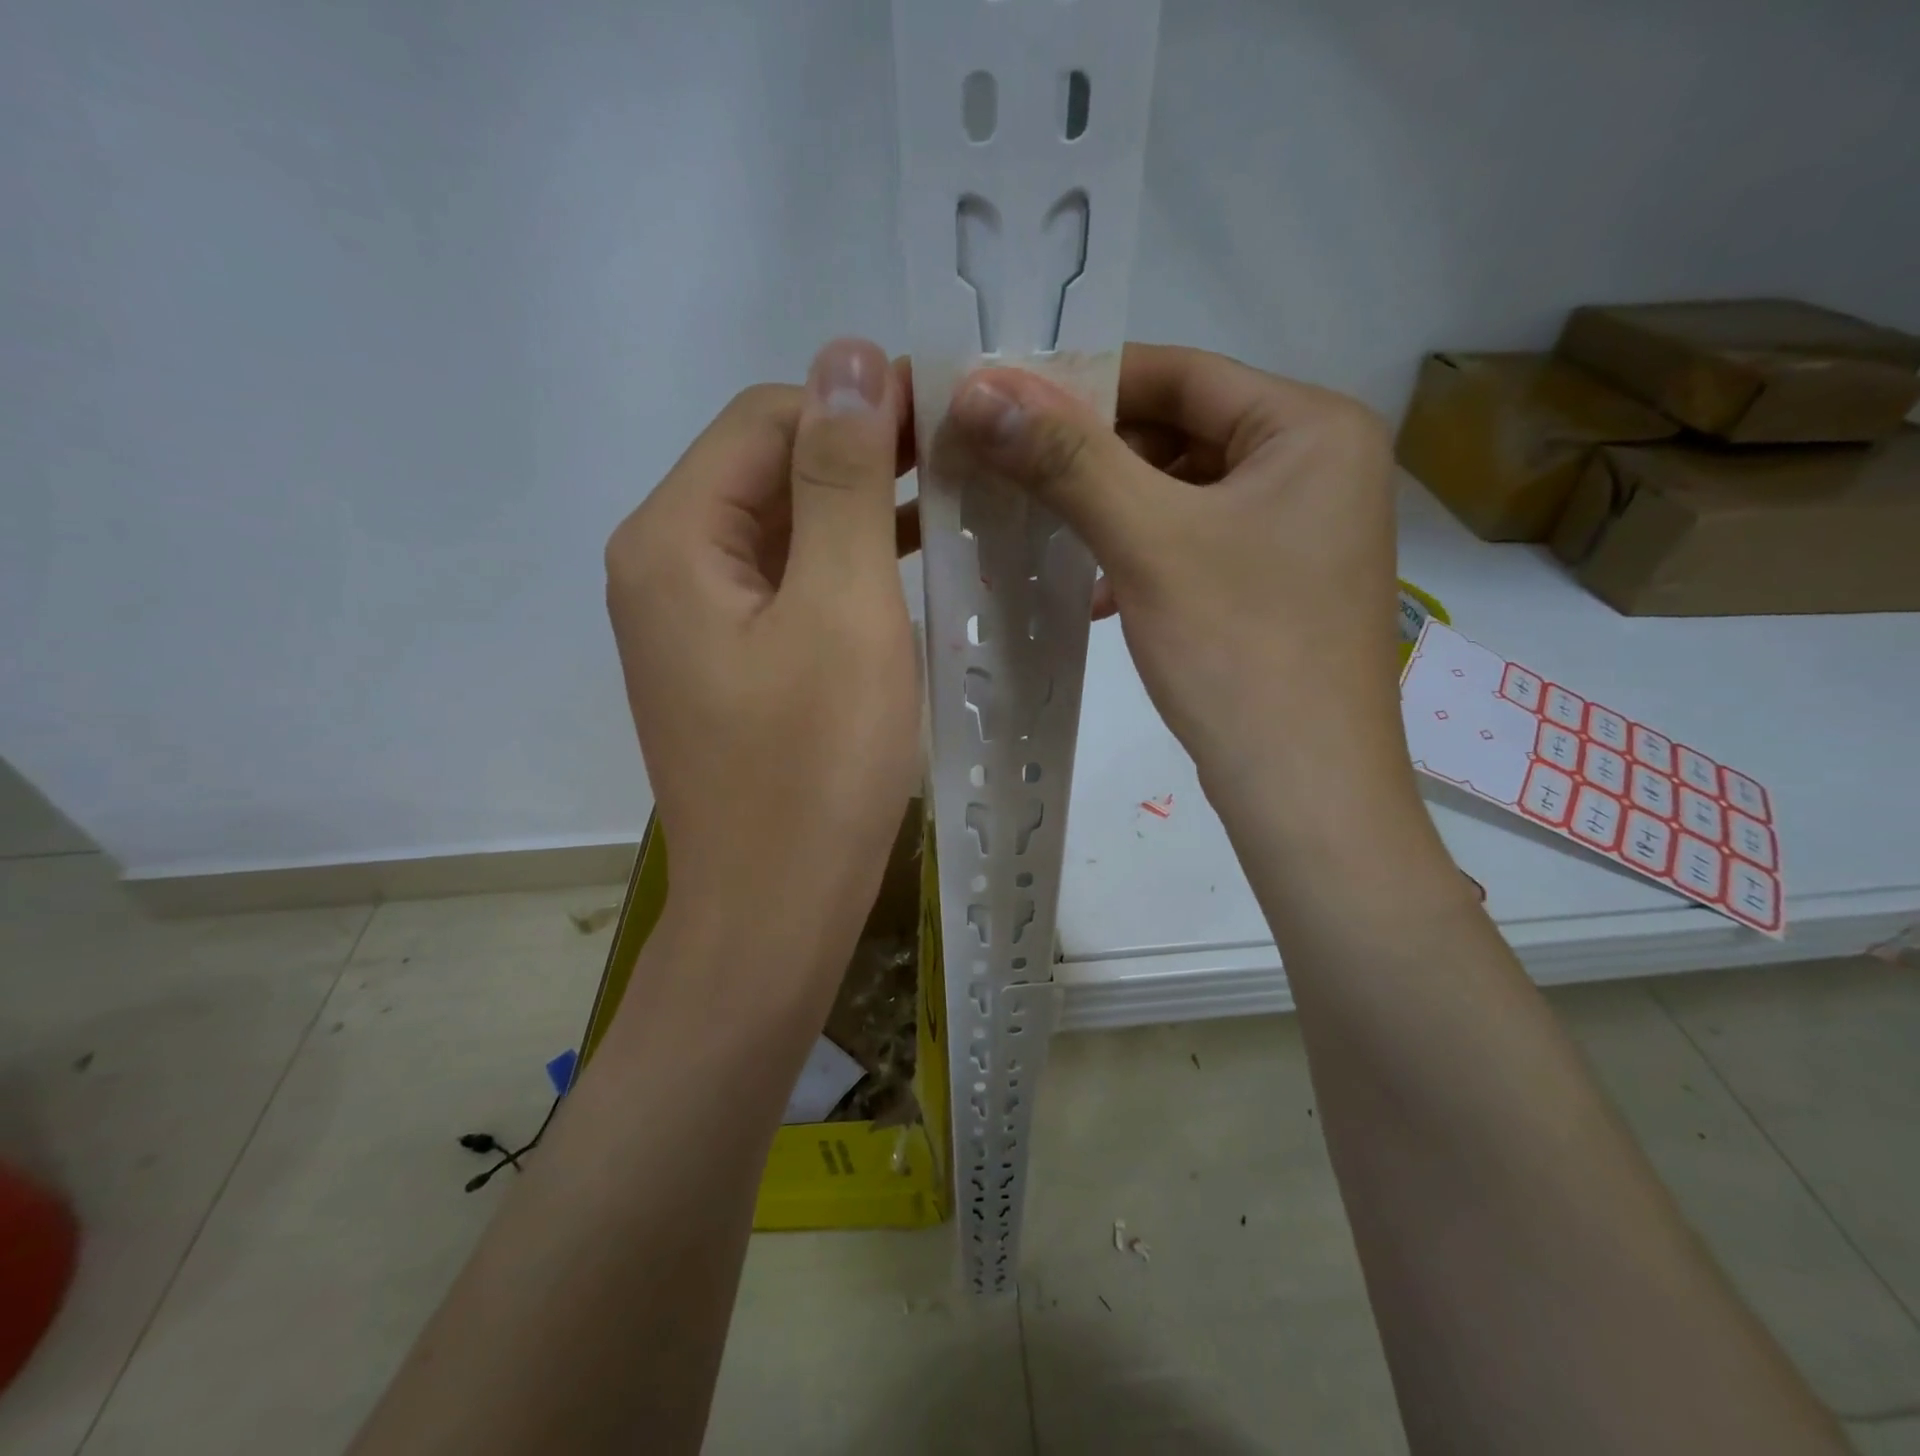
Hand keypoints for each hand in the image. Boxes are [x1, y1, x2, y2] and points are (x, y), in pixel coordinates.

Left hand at [605, 339, 920, 972]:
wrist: (776, 908)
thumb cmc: (816, 766)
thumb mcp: (841, 609)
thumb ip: (841, 478)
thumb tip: (845, 356)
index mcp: (674, 540)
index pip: (765, 418)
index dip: (854, 402)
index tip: (947, 412)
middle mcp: (665, 568)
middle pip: (766, 469)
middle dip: (860, 452)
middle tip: (961, 456)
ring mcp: (693, 621)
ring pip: (780, 529)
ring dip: (858, 507)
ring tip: (950, 499)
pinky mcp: (727, 663)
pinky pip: (784, 585)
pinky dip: (842, 564)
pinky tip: (907, 562)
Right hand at [943, 344, 1408, 813]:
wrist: (1305, 790)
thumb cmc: (1239, 654)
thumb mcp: (1148, 544)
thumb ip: (1066, 460)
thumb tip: (979, 388)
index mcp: (1311, 427)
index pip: (1179, 373)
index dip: (1085, 385)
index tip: (1006, 407)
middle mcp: (1318, 464)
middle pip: (1180, 431)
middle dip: (1094, 459)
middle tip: (1014, 477)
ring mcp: (1301, 529)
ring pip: (1182, 492)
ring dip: (1111, 511)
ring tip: (1044, 535)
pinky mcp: (1279, 582)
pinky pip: (1195, 542)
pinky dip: (1140, 555)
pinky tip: (1095, 592)